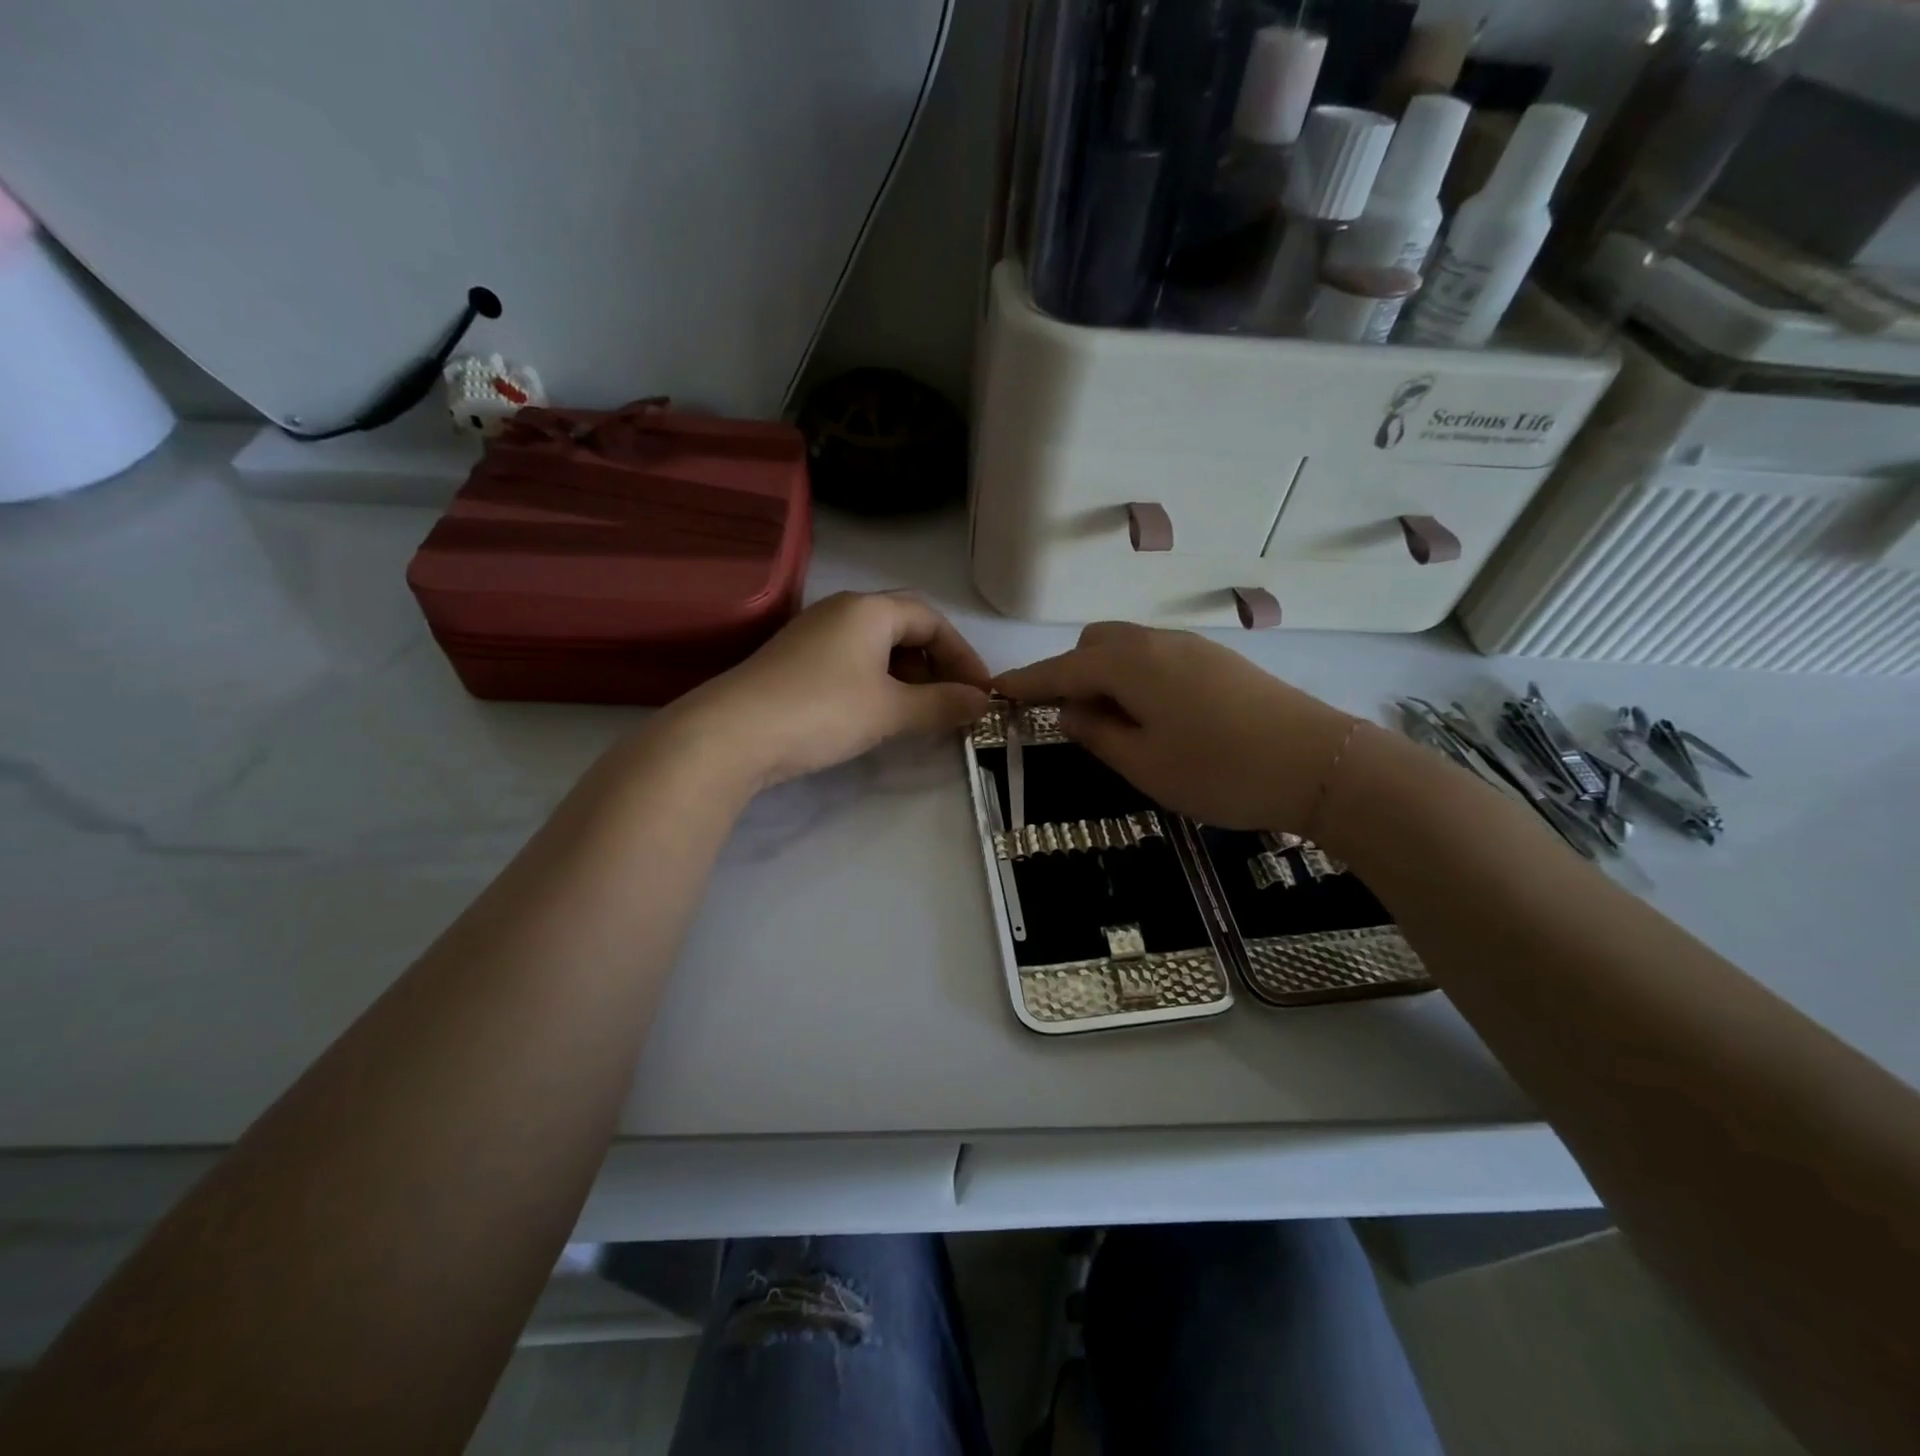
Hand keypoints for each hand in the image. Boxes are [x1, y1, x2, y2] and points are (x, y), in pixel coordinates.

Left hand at [667, 592, 991, 791]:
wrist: (731, 734)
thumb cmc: (822, 710)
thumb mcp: (890, 710)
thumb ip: (941, 704)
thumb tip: (983, 702)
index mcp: (869, 609)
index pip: (931, 620)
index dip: (962, 654)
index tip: (980, 692)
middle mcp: (841, 611)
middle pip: (904, 628)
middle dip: (935, 664)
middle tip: (952, 702)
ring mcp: (813, 635)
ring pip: (876, 647)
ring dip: (907, 676)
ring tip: (919, 713)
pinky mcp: (795, 662)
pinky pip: (851, 663)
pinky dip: (877, 684)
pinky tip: (878, 714)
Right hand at [994, 622, 1354, 831]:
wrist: (1320, 763)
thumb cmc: (1219, 770)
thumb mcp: (1144, 764)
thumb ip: (1097, 734)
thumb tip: (1070, 712)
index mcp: (1129, 664)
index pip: (1062, 668)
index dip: (1027, 681)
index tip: (997, 690)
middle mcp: (1156, 642)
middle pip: (1095, 644)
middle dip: (1072, 674)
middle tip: (1075, 722)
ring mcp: (1192, 647)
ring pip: (1129, 649)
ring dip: (1107, 677)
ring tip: (1118, 726)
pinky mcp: (1219, 660)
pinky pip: (1158, 658)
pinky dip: (1138, 678)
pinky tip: (1157, 717)